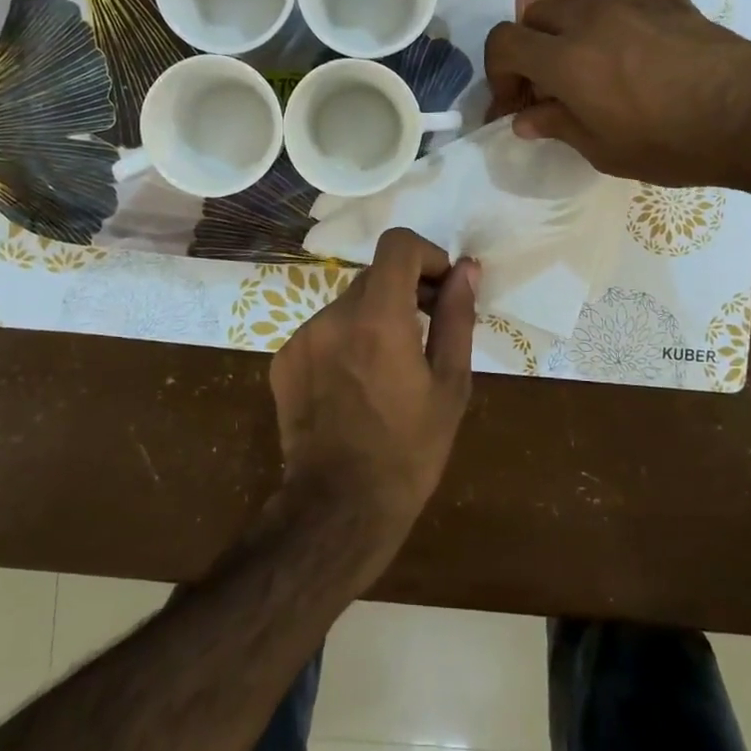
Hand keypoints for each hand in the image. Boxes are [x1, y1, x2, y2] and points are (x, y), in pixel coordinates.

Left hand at [270, 229, 480, 536]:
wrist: (339, 506)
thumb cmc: (409, 450)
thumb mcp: (450, 384)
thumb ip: (456, 317)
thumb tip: (467, 269)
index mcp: (378, 317)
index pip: (398, 244)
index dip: (426, 255)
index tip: (441, 289)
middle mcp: (333, 315)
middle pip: (375, 276)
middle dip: (405, 291)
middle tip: (426, 333)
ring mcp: (302, 337)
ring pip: (349, 305)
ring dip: (374, 319)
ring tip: (390, 369)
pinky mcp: (284, 359)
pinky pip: (323, 332)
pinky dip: (345, 342)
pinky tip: (356, 386)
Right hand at [484, 0, 750, 195]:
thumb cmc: (672, 145)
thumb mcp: (603, 150)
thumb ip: (557, 126)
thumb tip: (524, 119)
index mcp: (565, 60)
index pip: (504, 42)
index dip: (499, 72)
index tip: (515, 102)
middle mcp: (588, 19)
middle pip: (535, 14)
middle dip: (530, 49)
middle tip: (547, 84)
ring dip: (566, 14)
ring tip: (581, 45)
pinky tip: (631, 4)